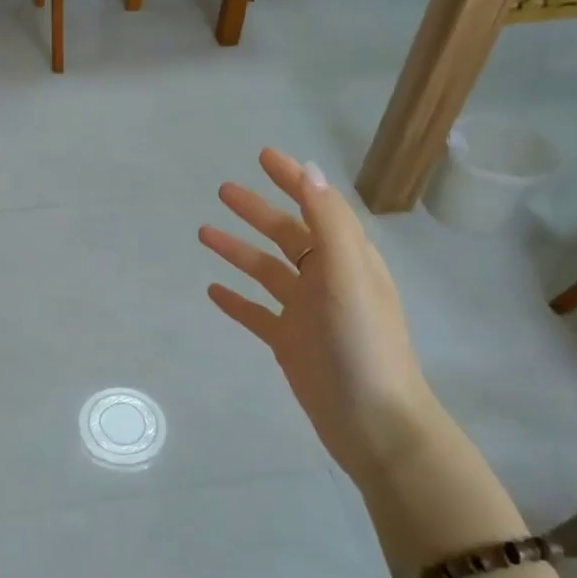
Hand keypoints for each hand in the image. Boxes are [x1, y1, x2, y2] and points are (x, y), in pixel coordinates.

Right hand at [201, 149, 437, 479]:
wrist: (372, 421)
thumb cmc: (362, 344)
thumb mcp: (348, 274)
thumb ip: (328, 222)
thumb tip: (310, 171)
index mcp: (347, 259)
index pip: (317, 206)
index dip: (293, 180)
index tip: (264, 156)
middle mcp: (327, 280)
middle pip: (287, 235)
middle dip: (257, 211)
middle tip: (223, 190)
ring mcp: (306, 313)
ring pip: (266, 271)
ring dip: (239, 251)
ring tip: (204, 233)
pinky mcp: (290, 344)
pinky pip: (257, 314)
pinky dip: (237, 300)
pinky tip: (213, 290)